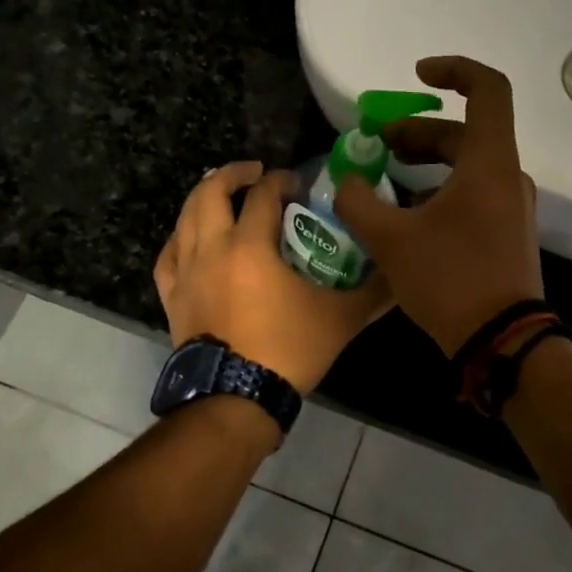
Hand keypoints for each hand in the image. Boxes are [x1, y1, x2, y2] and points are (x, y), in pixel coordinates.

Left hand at [155, 162, 394, 393]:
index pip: (263, 195)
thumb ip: (374, 292)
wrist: (235, 399)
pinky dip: (180, 237)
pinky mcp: (172, 296)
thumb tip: (403, 274)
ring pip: (185, 218)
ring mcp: (186, 272)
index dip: (281, 180)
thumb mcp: (340, 319)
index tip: (297, 183)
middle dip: (233, 173)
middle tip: (255, 172)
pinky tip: (189, 239)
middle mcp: (211, 248)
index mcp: (250, 245)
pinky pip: (169, 254)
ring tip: (224, 197)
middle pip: (210, 192)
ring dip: (204, 198)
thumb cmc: (287, 351)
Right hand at [333, 57, 543, 356]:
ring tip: (383, 179)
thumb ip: (358, 202)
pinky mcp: (506, 233)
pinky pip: (472, 194)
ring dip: (425, 164)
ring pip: (466, 166)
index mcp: (488, 162)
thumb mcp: (391, 240)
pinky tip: (406, 215)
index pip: (487, 90)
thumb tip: (345, 181)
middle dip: (417, 132)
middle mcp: (506, 176)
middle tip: (376, 144)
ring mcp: (511, 206)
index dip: (454, 70)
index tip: (417, 74)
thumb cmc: (449, 279)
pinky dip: (439, 190)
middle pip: (464, 132)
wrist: (499, 340)